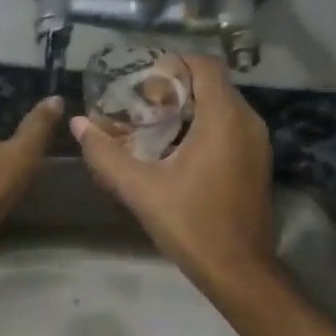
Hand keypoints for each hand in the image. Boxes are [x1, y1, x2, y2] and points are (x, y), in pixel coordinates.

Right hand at [70, 53, 276, 293]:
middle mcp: (247, 122)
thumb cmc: (191, 224)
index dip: (173, 65)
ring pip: (222, 107)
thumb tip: (78, 124)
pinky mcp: (257, 162)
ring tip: (153, 129)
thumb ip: (106, 155)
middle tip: (141, 108)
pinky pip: (230, 128)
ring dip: (189, 109)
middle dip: (176, 88)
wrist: (238, 270)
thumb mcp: (141, 189)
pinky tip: (176, 153)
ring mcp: (257, 143)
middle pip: (212, 84)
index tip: (143, 84)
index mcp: (224, 119)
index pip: (204, 65)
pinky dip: (204, 128)